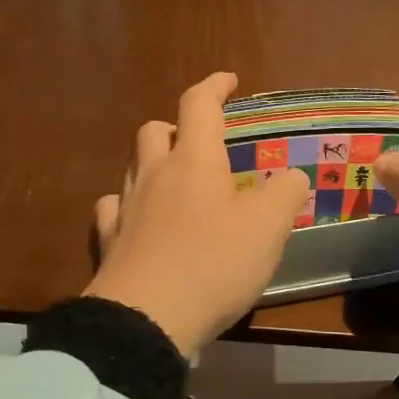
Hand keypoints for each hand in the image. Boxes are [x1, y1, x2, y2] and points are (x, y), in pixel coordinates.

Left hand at [85, 71, 309, 355]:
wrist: (146, 318)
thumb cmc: (214, 264)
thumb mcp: (269, 228)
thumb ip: (285, 194)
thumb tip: (290, 176)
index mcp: (193, 162)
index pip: (199, 105)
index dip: (214, 86)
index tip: (228, 80)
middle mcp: (154, 175)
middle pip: (155, 130)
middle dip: (177, 126)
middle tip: (198, 142)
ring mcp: (125, 208)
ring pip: (132, 166)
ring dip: (153, 162)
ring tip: (174, 181)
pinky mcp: (108, 241)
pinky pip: (112, 207)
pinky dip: (127, 203)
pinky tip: (139, 219)